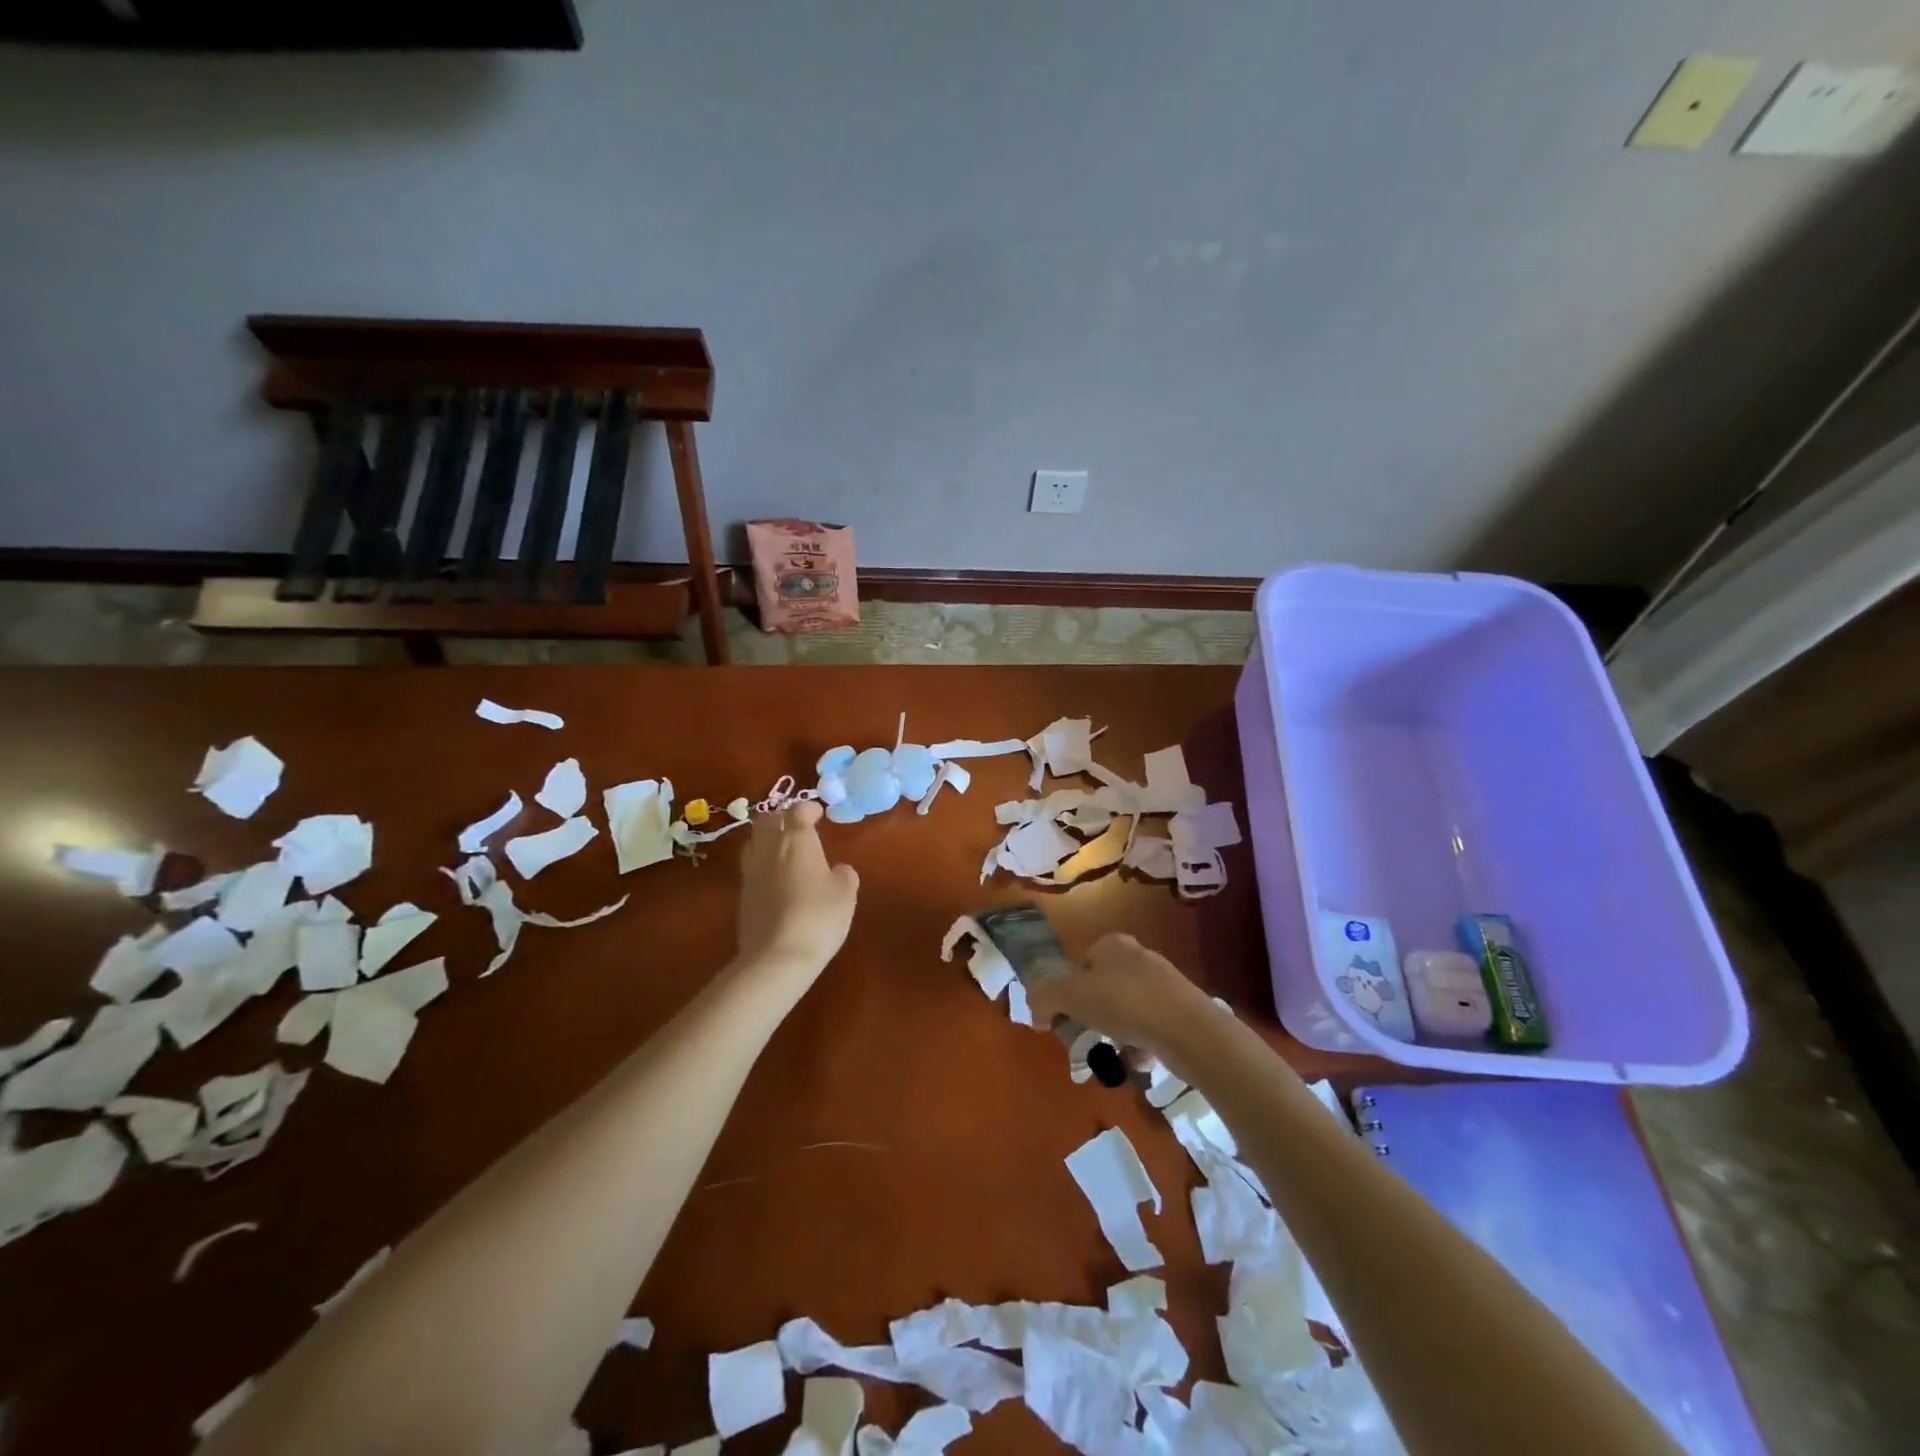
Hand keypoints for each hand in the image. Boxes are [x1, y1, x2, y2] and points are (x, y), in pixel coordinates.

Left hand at [733, 801, 859, 980]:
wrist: (777, 958)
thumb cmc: (818, 917)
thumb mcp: (846, 894)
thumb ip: (844, 875)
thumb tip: (838, 870)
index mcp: (796, 841)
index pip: (798, 810)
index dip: (808, 808)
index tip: (819, 813)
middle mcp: (769, 850)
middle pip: (767, 820)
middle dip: (782, 817)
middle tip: (798, 826)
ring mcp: (751, 872)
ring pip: (753, 841)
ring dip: (767, 838)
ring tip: (784, 849)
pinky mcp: (742, 895)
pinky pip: (751, 867)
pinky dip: (763, 863)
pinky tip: (776, 878)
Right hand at [1026, 932, 1218, 1056]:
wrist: (1189, 1030)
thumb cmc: (1125, 1003)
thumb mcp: (1070, 995)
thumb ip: (1043, 997)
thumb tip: (1036, 1013)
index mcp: (1112, 944)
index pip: (1079, 964)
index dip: (1067, 992)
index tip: (1066, 1019)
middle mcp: (1137, 956)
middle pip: (1101, 988)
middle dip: (1093, 1015)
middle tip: (1088, 1039)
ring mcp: (1162, 983)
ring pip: (1125, 1009)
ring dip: (1116, 1032)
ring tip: (1114, 1053)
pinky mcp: (1180, 1010)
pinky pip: (1149, 1027)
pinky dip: (1140, 1044)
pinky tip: (1138, 1059)